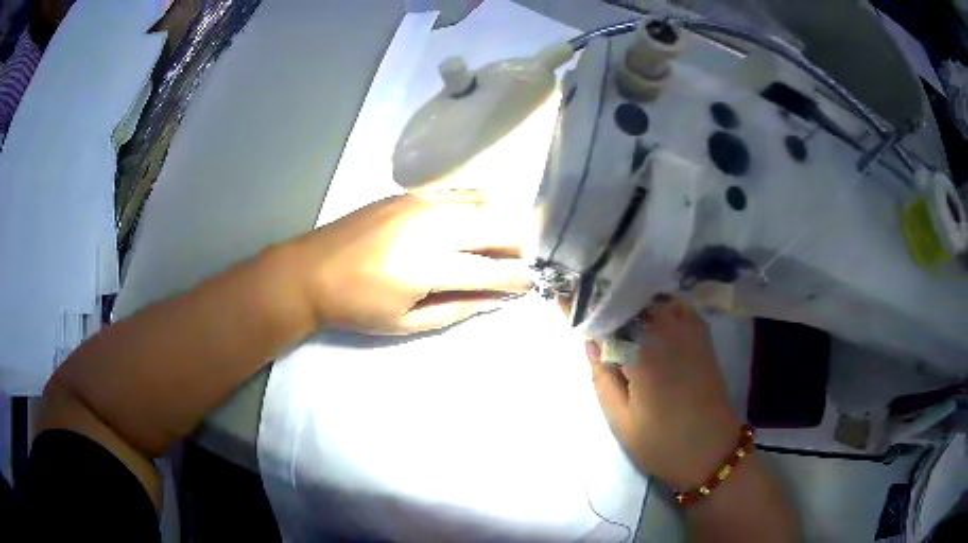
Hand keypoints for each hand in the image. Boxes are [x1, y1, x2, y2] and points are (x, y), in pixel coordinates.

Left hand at [290, 192, 531, 334]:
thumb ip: (457, 308)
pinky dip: (476, 204)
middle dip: (517, 246)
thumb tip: (495, 299)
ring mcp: (421, 202)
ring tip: (494, 243)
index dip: (518, 278)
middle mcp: (433, 225)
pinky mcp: (409, 193)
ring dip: (499, 222)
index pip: (493, 268)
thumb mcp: (408, 322)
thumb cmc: (357, 305)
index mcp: (431, 265)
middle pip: (497, 225)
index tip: (531, 284)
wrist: (311, 271)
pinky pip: (457, 191)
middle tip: (513, 264)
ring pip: (483, 202)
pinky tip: (471, 220)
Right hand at [579, 296, 741, 488]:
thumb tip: (590, 340)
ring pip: (654, 299)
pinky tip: (648, 316)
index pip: (607, 318)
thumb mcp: (621, 421)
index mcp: (645, 354)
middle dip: (606, 299)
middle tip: (586, 302)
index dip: (584, 308)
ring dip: (632, 301)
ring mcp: (690, 331)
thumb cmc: (662, 443)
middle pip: (631, 301)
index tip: (563, 297)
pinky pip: (677, 306)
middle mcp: (669, 332)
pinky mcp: (702, 336)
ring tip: (612, 307)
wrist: (712, 450)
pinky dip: (659, 304)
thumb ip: (602, 377)